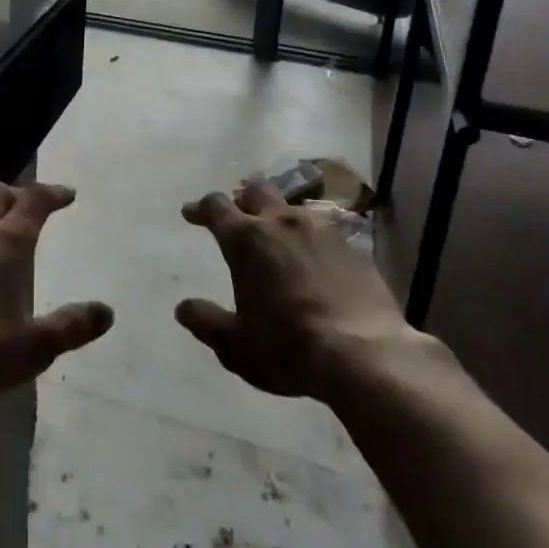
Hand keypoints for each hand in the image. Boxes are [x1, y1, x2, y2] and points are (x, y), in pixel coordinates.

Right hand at [177, 179, 422, 401]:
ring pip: (293, 209)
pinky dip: (312, 242)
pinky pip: (325, 233)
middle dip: (242, 200)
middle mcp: (282, 223)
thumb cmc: (288, 348)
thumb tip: (183, 308)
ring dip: (280, 219)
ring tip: (279, 240)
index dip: (200, 208)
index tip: (191, 213)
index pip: (215, 207)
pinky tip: (316, 264)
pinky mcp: (353, 248)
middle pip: (256, 192)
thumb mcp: (236, 346)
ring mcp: (322, 231)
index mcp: (247, 240)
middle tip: (238, 217)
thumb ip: (207, 322)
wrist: (365, 355)